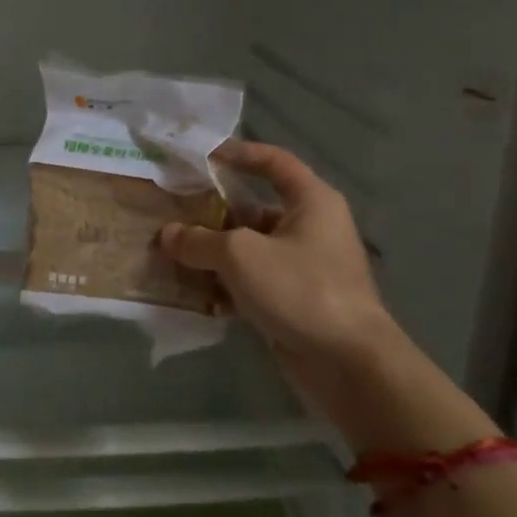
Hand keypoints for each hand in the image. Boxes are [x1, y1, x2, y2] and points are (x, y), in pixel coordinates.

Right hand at [162, 141, 387, 363]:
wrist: (348, 363)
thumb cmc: (300, 289)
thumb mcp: (240, 256)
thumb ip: (199, 241)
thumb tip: (168, 234)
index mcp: (311, 202)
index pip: (274, 162)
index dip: (239, 154)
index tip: (203, 156)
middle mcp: (311, 227)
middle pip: (255, 208)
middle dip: (214, 212)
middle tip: (173, 212)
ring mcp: (305, 266)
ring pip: (251, 249)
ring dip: (215, 252)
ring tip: (173, 254)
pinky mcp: (296, 300)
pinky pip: (254, 282)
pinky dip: (228, 284)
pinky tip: (195, 293)